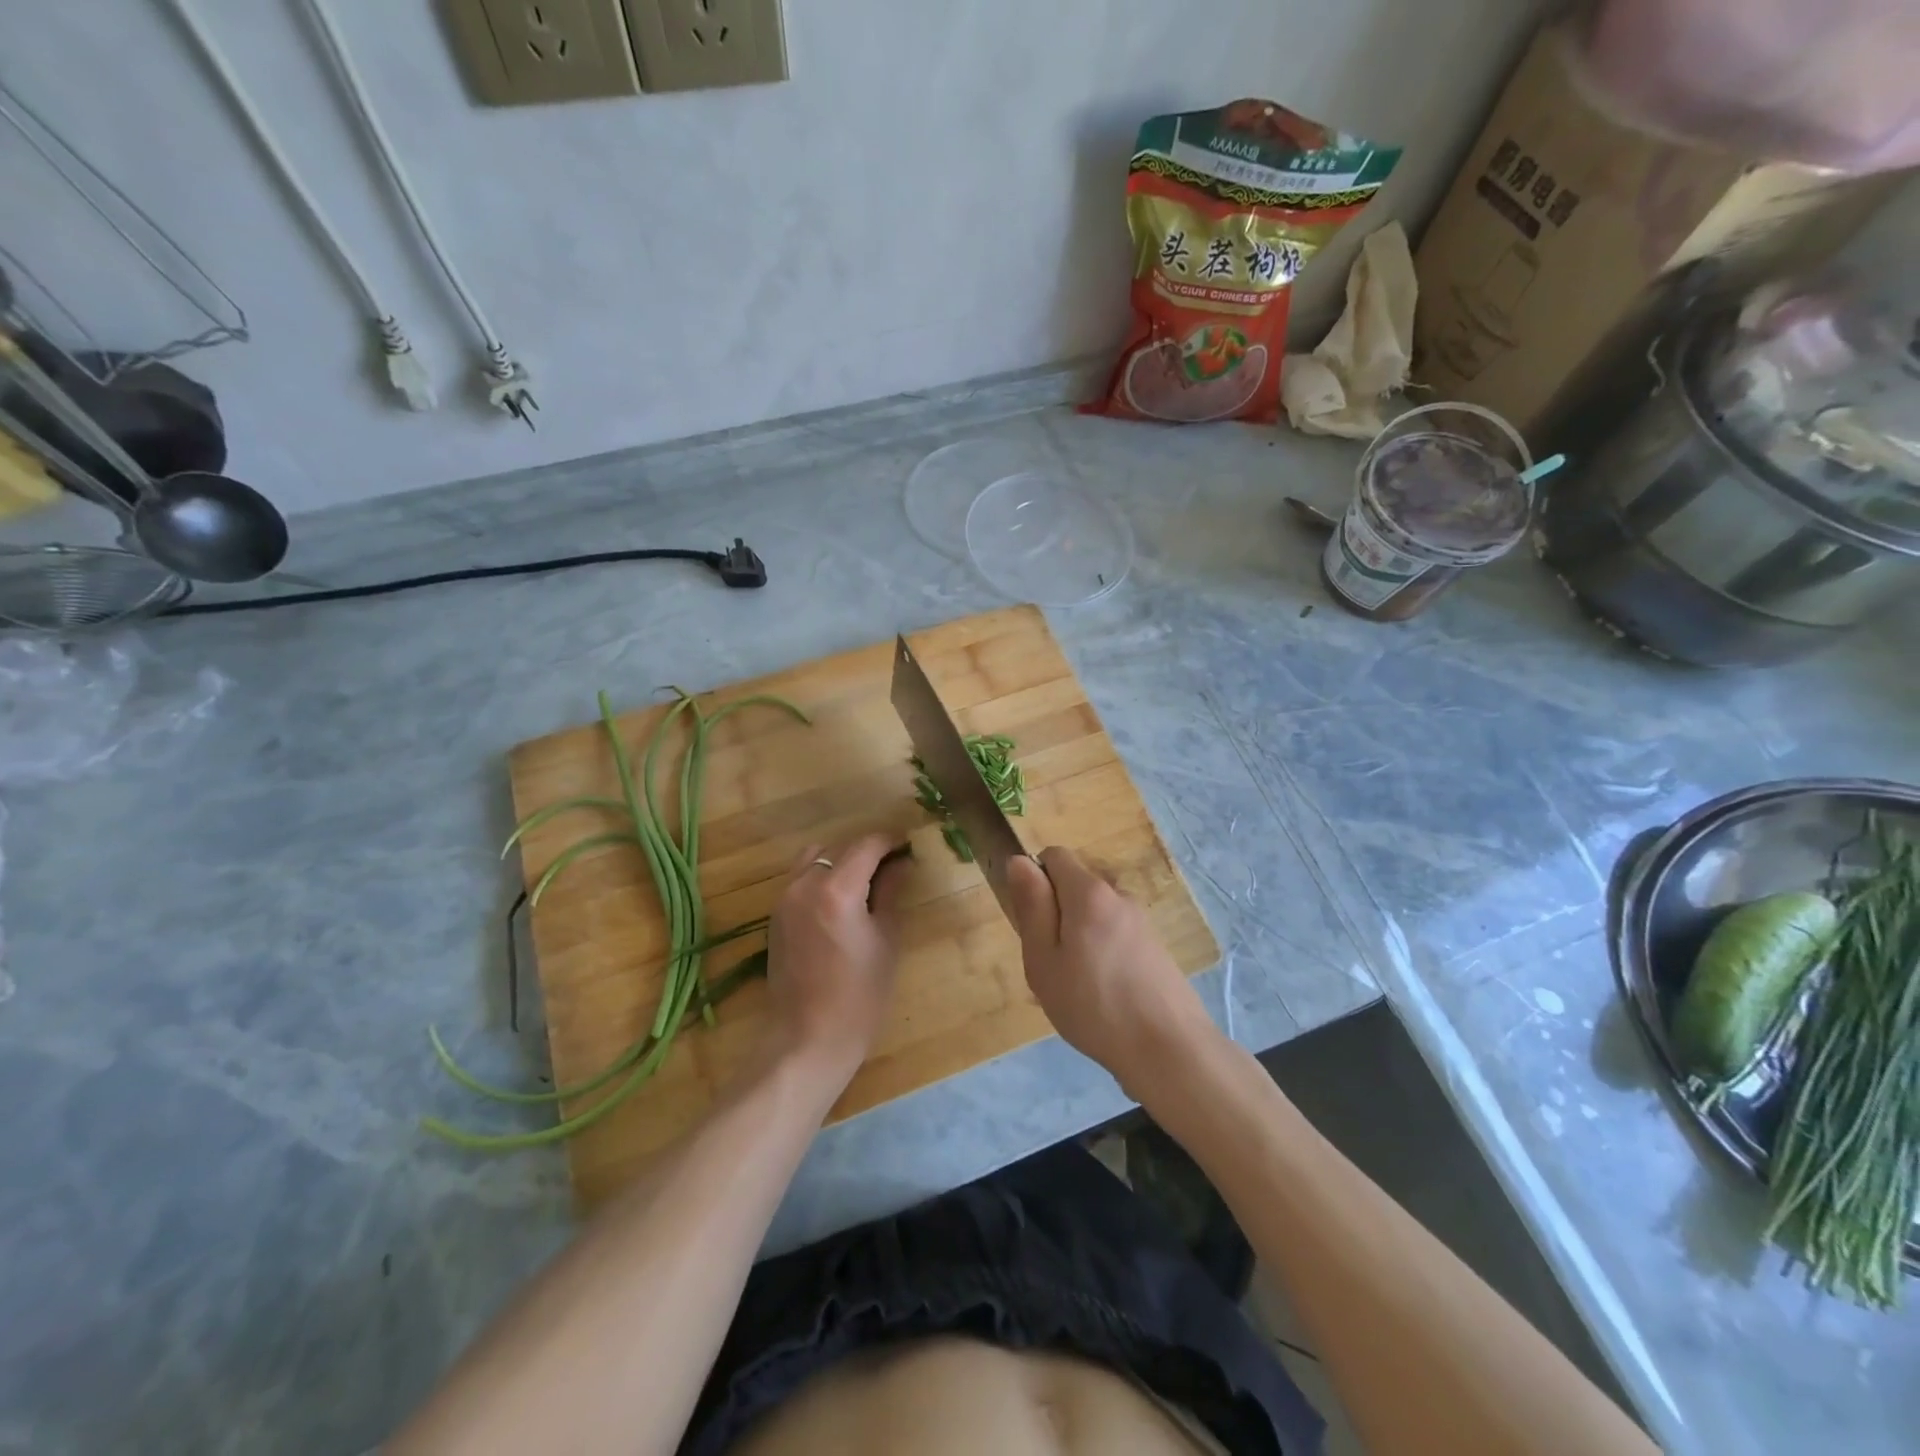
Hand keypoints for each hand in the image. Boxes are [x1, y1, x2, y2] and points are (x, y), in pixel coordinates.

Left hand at [764, 833, 908, 1087]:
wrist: (808, 1039)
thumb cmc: (859, 996)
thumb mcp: (886, 940)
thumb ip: (891, 893)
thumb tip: (901, 864)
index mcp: (837, 890)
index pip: (866, 845)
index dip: (890, 840)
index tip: (908, 844)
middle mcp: (805, 885)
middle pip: (839, 847)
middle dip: (866, 851)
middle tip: (892, 866)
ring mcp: (784, 900)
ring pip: (814, 858)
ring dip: (840, 860)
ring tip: (864, 882)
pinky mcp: (775, 916)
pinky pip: (801, 879)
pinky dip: (822, 877)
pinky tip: (841, 901)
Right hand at [1006, 848, 1216, 1091]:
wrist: (1169, 1049)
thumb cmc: (1093, 1004)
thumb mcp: (1043, 959)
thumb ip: (1031, 906)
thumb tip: (1019, 860)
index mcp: (1089, 893)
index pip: (1054, 856)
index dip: (1035, 881)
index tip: (1032, 924)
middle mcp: (1118, 896)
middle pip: (1075, 887)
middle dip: (1056, 915)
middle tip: (1049, 965)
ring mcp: (1141, 922)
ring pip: (1095, 916)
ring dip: (1078, 939)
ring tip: (1075, 989)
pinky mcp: (1155, 948)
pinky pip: (1115, 937)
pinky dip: (1102, 956)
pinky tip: (1102, 999)